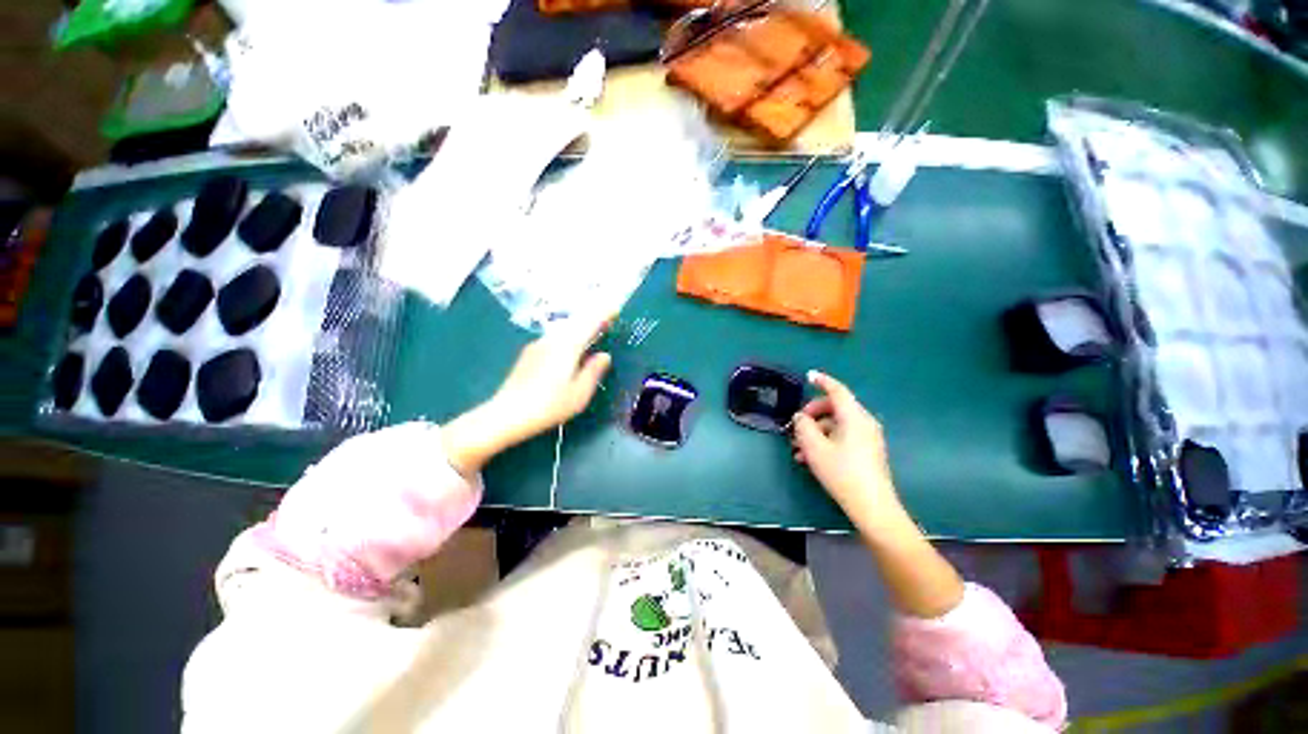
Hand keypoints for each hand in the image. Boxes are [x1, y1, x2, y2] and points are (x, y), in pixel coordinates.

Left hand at [442, 315, 611, 474]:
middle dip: (592, 319)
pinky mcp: (529, 354)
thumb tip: (604, 356)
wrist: (506, 414)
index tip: (615, 310)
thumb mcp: (580, 393)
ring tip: (591, 335)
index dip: (604, 314)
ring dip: (580, 328)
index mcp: (568, 346)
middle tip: (607, 321)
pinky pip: (555, 338)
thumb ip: (594, 371)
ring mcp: (538, 345)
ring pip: (564, 330)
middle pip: (576, 322)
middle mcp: (552, 339)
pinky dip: (568, 338)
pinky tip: (570, 350)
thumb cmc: (549, 406)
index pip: (590, 322)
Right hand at [791, 371, 906, 532]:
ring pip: (836, 425)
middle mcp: (864, 423)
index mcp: (854, 417)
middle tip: (796, 426)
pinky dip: (825, 441)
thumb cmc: (841, 472)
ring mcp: (868, 438)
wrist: (872, 506)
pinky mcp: (867, 452)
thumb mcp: (814, 447)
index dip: (822, 381)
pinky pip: (842, 437)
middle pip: (834, 408)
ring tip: (797, 449)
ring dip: (815, 432)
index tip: (809, 376)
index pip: (837, 391)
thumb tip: (801, 417)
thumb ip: (803, 425)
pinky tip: (809, 458)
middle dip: (812, 414)